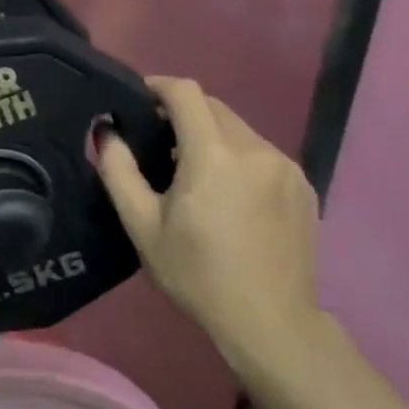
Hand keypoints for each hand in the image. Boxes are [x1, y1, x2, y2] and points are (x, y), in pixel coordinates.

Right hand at [94, 76, 323, 376]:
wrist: (270, 322)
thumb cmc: (197, 275)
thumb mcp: (142, 226)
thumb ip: (119, 171)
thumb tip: (106, 132)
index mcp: (214, 156)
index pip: (187, 94)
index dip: (159, 86)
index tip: (138, 97)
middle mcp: (256, 150)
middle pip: (215, 108)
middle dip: (183, 113)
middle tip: (157, 141)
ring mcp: (286, 167)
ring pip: (239, 131)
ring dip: (211, 137)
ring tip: (191, 172)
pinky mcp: (303, 186)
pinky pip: (261, 154)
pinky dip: (237, 158)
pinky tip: (227, 195)